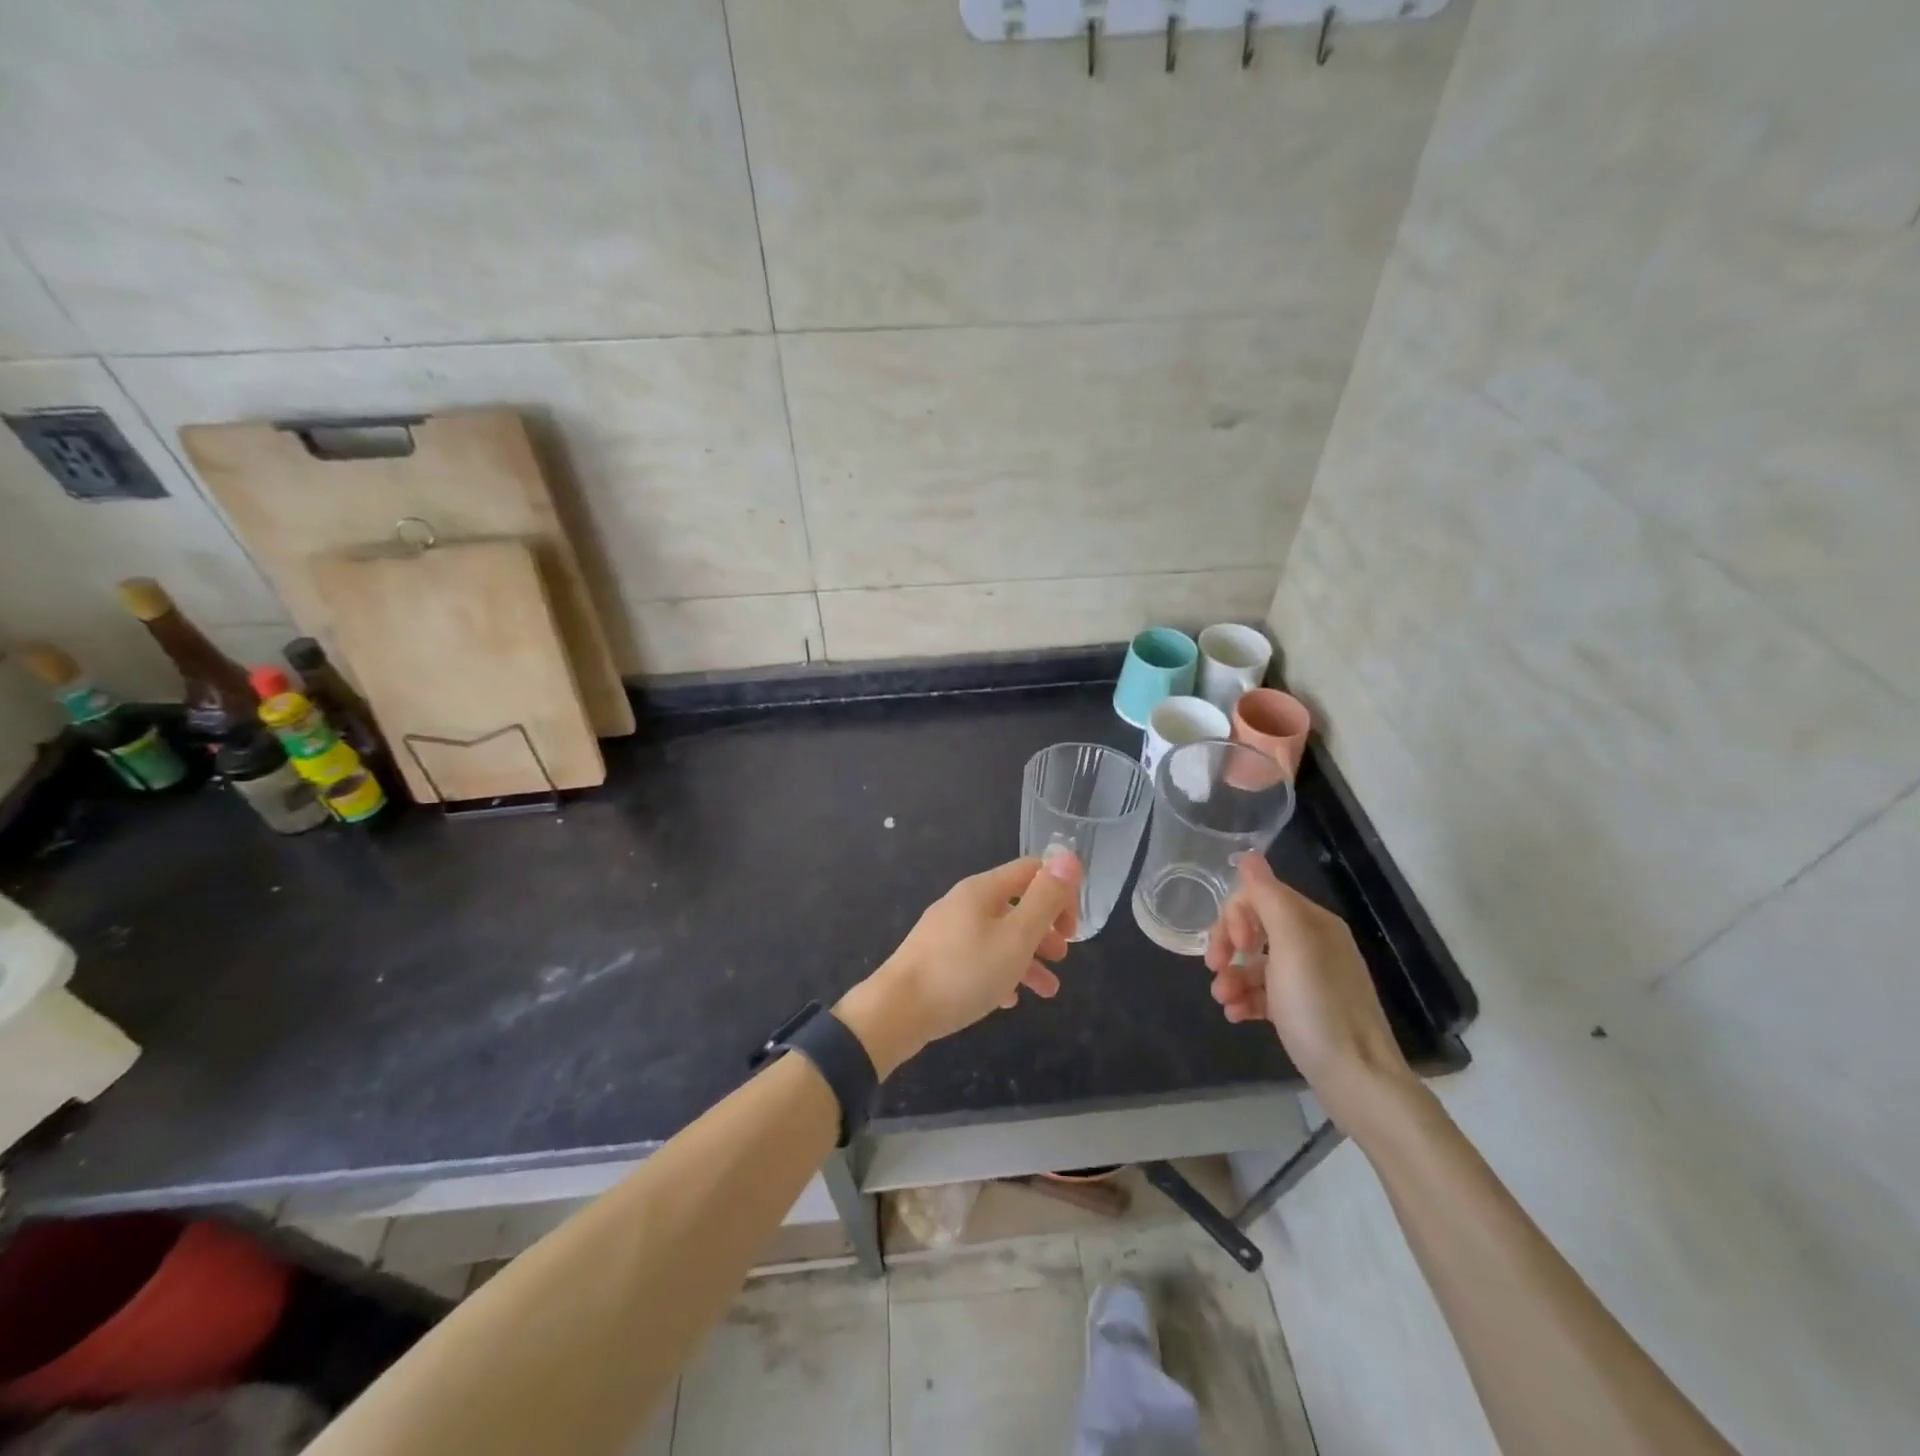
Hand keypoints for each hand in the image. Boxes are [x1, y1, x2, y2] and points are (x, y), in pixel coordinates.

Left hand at [836, 851, 1081, 1076]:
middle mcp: (963, 903)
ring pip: (998, 935)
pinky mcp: (935, 959)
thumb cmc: (964, 973)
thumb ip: (1045, 899)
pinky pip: (977, 958)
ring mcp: (946, 931)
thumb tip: (1070, 858)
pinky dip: (999, 973)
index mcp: (983, 890)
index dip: (1060, 893)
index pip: (1031, 871)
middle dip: (1045, 929)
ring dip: (1027, 957)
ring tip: (1048, 990)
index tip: (1073, 930)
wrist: (896, 1011)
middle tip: (1062, 958)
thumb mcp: (1016, 938)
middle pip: (1015, 904)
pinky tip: (1008, 1000)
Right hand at [1203, 853, 1417, 1132]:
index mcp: (1313, 923)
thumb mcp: (1292, 946)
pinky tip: (1236, 1015)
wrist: (1358, 1081)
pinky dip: (1245, 998)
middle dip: (1228, 944)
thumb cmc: (1320, 1008)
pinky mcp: (1303, 1010)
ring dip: (1231, 976)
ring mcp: (1309, 979)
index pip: (1260, 896)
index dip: (1235, 915)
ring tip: (1223, 1000)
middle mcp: (1313, 944)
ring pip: (1255, 962)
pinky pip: (1264, 992)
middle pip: (1255, 926)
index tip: (1230, 945)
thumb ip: (1268, 898)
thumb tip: (1248, 856)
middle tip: (1213, 968)